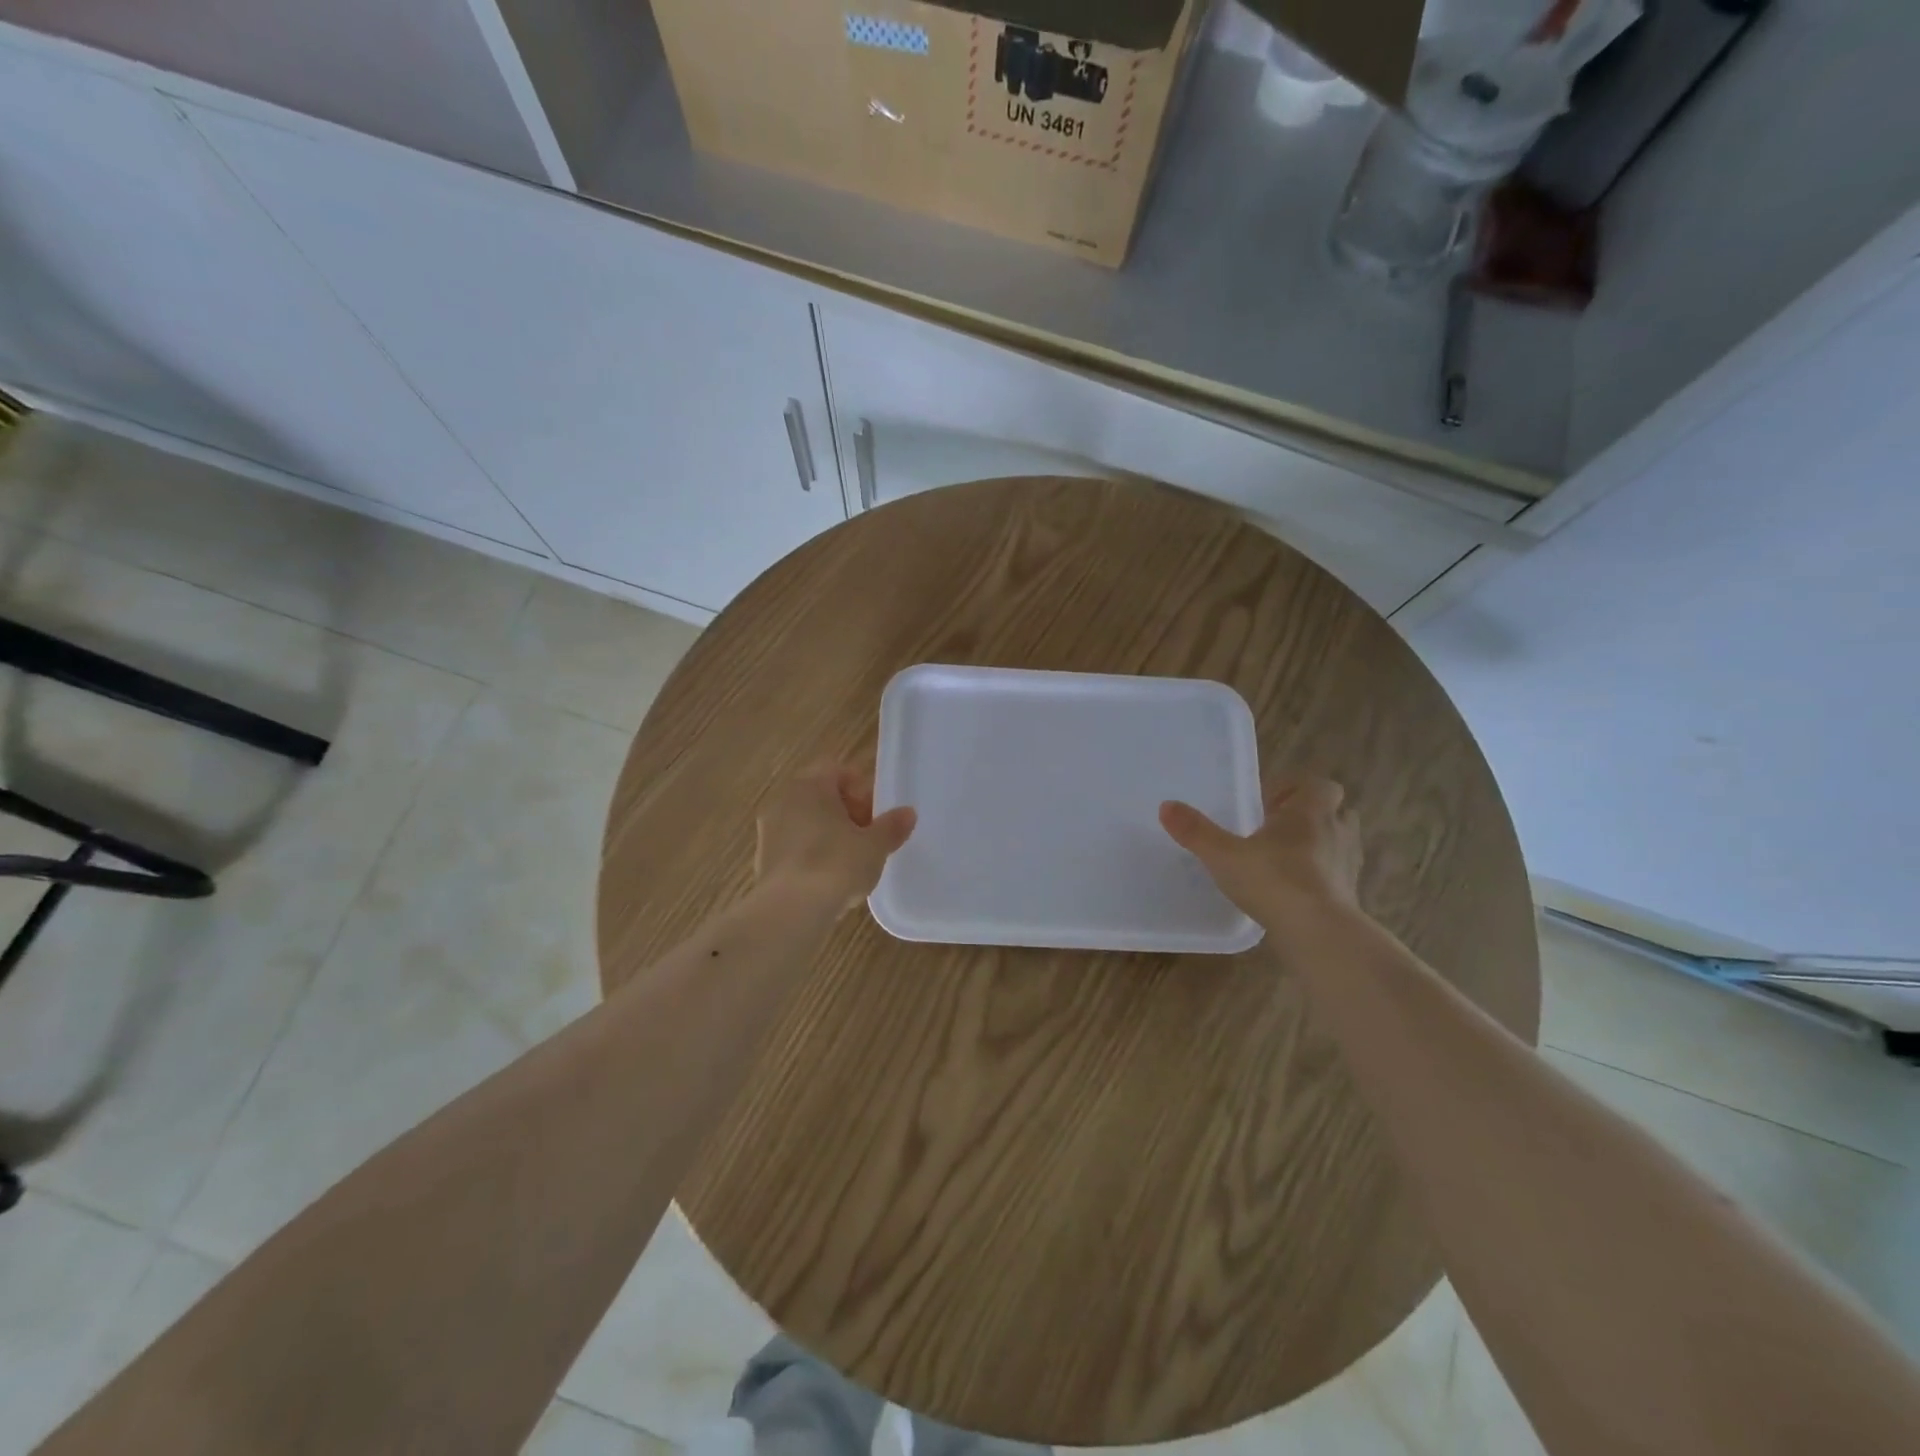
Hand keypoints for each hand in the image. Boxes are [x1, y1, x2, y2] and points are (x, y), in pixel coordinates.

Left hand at [755, 762, 916, 914]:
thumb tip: (908, 813)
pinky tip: (827, 878)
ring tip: (849, 860)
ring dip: (827, 833)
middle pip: (819, 794)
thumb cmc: (836, 865)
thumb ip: (891, 826)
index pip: (836, 769)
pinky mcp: (762, 859)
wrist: (790, 910)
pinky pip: (793, 845)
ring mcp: (768, 830)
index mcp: (810, 786)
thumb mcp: (874, 846)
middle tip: (866, 836)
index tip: (874, 814)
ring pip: (804, 820)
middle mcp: (784, 800)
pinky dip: (810, 853)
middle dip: (845, 811)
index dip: (859, 788)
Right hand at [1159, 775, 1363, 932]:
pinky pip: (1337, 876)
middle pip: (1334, 811)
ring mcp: (1348, 865)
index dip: (1295, 788)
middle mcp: (1336, 832)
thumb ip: (1196, 831)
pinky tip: (1295, 891)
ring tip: (1285, 860)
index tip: (1267, 804)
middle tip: (1275, 829)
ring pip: (1339, 843)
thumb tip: (1166, 806)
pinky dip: (1321, 877)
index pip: (1319, 785)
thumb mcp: (1224, 855)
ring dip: (1318, 845)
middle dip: (1309, 815)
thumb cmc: (1274, 881)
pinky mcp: (1350, 896)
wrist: (1320, 933)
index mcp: (1310, 813)